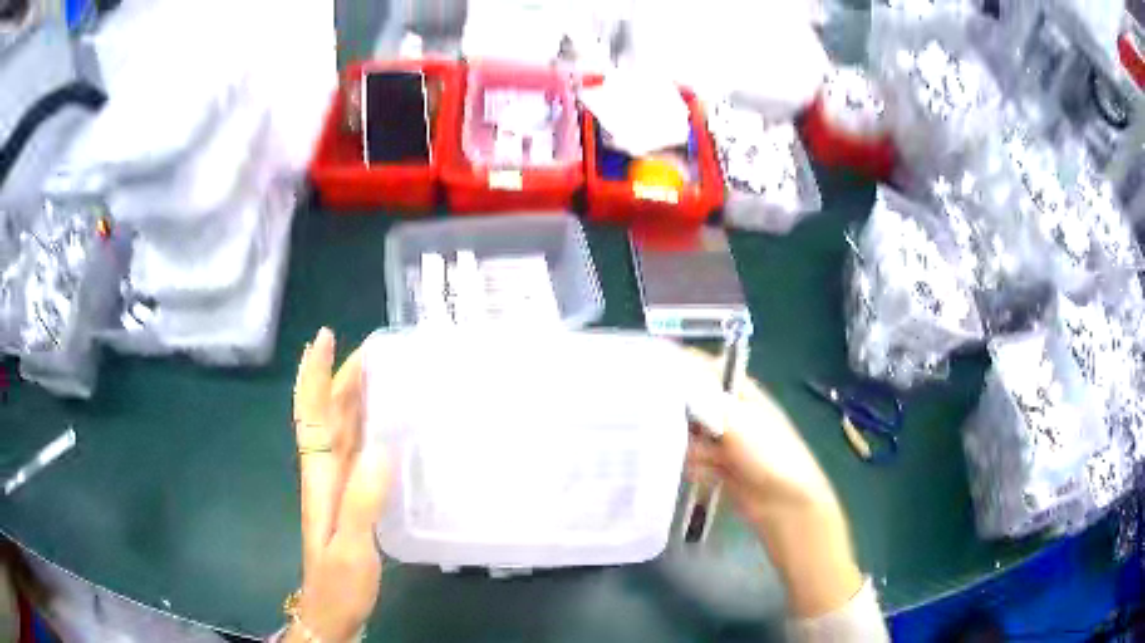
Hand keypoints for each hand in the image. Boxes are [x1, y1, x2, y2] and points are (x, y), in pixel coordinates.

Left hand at [287, 328, 390, 642]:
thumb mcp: (350, 546)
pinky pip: (354, 449)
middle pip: (326, 413)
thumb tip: (380, 448)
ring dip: (352, 395)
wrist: (332, 610)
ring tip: (378, 371)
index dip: (315, 376)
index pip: (312, 414)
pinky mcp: (350, 497)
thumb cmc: (338, 582)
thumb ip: (362, 501)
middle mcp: (324, 471)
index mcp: (320, 476)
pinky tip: (384, 422)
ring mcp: (337, 484)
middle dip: (340, 376)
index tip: (326, 339)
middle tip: (371, 348)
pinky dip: (365, 425)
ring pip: (340, 427)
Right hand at [683, 350, 862, 618]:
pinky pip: (691, 458)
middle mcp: (728, 410)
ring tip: (703, 457)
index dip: (676, 370)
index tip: (647, 378)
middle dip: (678, 415)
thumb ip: (703, 396)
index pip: (700, 368)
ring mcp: (722, 440)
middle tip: (668, 424)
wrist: (784, 503)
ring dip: (689, 446)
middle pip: (688, 402)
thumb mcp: (737, 419)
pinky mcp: (715, 465)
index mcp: (739, 390)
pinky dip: (694, 466)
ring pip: (686, 434)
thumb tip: (673, 368)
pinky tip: (706, 473)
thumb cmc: (769, 453)